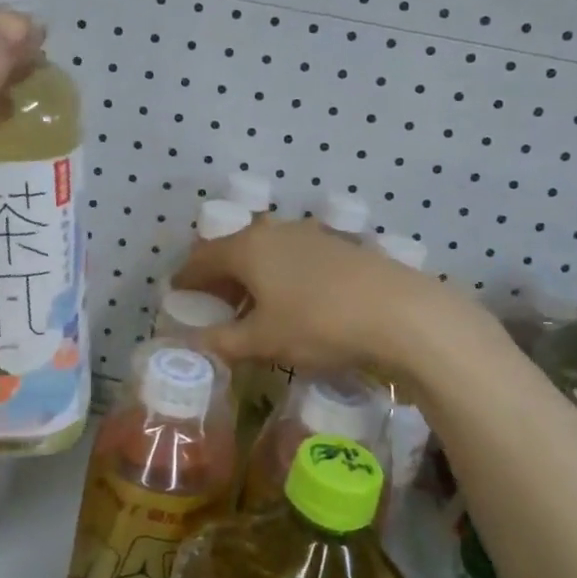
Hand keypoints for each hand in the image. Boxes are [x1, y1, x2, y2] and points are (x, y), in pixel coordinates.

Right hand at [173, 218, 470, 380]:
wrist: (400, 313)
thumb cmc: (318, 324)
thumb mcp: (263, 341)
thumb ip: (221, 342)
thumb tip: (186, 346)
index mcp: (248, 247)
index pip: (203, 257)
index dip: (186, 277)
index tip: (176, 292)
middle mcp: (275, 231)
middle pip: (235, 249)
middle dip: (219, 275)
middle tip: (211, 301)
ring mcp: (310, 235)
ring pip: (267, 251)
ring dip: (251, 275)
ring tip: (250, 304)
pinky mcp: (339, 246)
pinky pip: (294, 257)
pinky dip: (280, 275)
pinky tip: (291, 300)